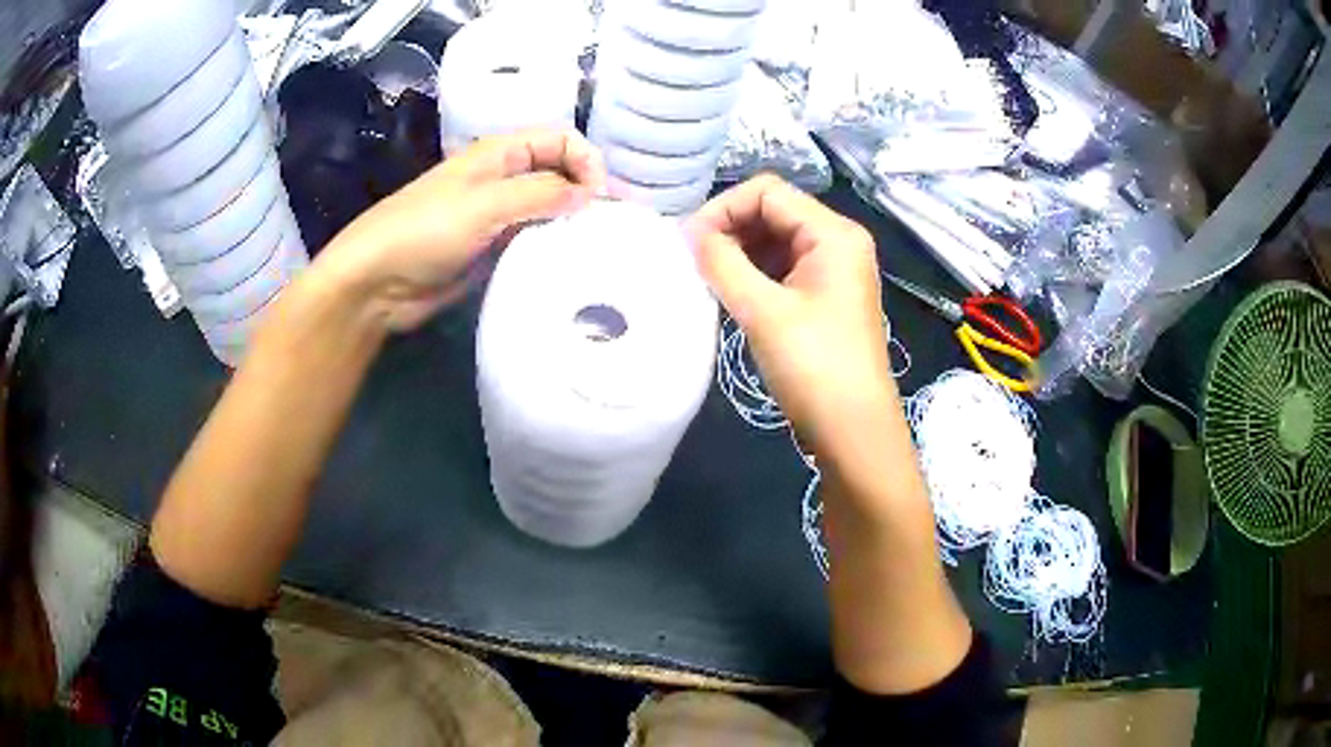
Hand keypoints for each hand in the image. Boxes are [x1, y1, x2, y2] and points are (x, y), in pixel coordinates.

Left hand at [312, 129, 607, 331]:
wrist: (376, 284)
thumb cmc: (423, 231)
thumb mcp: (483, 204)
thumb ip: (539, 194)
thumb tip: (589, 195)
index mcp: (499, 154)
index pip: (560, 140)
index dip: (586, 160)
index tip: (599, 198)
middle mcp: (503, 180)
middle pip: (560, 174)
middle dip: (587, 192)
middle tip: (612, 227)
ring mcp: (498, 218)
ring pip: (549, 210)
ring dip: (573, 223)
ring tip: (599, 250)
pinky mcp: (493, 252)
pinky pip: (534, 243)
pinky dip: (554, 249)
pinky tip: (571, 267)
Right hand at [687, 175, 893, 453]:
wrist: (853, 432)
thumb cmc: (814, 367)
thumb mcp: (763, 311)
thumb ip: (723, 263)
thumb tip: (691, 235)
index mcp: (834, 233)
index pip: (767, 192)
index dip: (723, 208)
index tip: (687, 242)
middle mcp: (838, 242)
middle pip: (773, 212)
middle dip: (730, 229)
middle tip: (692, 262)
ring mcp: (834, 270)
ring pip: (776, 241)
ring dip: (739, 253)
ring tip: (706, 279)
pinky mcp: (826, 297)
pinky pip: (783, 268)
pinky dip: (754, 274)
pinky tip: (730, 294)